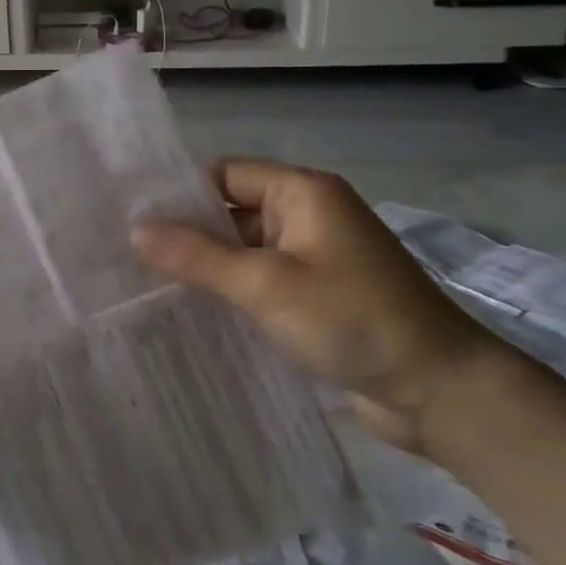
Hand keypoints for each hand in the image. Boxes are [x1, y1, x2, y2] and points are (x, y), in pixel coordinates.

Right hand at [132, 158, 501, 454]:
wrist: (438, 389)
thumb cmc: (351, 319)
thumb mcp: (264, 284)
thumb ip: (197, 256)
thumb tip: (135, 230)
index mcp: (302, 192)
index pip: (224, 175)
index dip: (179, 193)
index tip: (130, 218)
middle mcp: (308, 215)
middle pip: (231, 211)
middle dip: (187, 232)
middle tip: (127, 254)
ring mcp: (314, 256)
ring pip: (244, 249)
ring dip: (207, 265)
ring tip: (146, 283)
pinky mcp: (318, 294)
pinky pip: (261, 279)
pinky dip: (231, 290)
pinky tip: (192, 309)